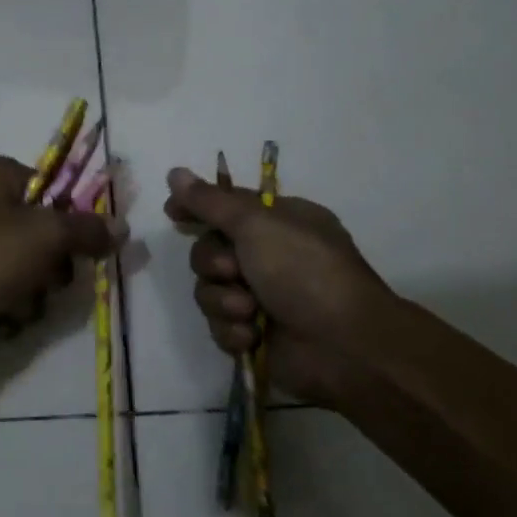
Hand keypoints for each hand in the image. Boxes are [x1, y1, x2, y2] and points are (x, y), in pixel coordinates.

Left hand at [0, 154, 125, 370]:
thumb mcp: (45, 236)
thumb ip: (87, 229)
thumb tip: (122, 227)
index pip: (52, 187)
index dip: (72, 218)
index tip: (88, 247)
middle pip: (41, 228)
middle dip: (53, 261)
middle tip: (52, 278)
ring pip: (25, 262)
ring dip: (34, 288)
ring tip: (23, 302)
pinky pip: (2, 286)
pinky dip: (10, 303)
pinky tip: (5, 316)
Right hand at [164, 166, 399, 404]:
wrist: (344, 345)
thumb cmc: (305, 271)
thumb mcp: (257, 224)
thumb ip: (210, 201)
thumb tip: (175, 172)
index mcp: (277, 222)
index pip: (224, 206)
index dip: (197, 208)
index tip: (173, 213)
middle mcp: (268, 256)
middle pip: (208, 251)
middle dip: (213, 263)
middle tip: (233, 271)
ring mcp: (260, 297)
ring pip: (208, 291)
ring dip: (224, 300)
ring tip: (249, 310)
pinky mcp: (253, 334)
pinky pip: (219, 325)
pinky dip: (232, 330)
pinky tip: (252, 335)